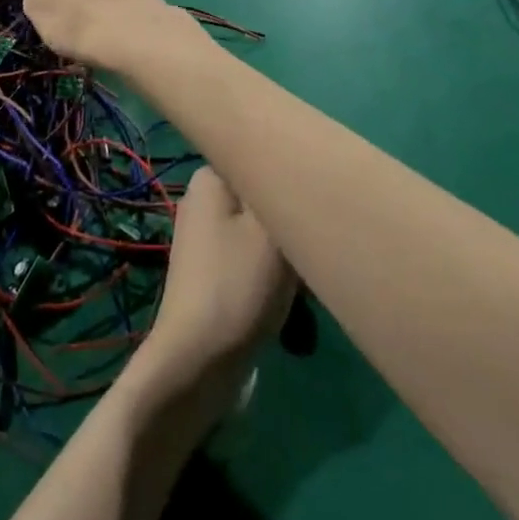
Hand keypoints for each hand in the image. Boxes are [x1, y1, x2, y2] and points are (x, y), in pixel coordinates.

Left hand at [139, 168, 296, 403]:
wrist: (199, 362)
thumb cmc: (238, 285)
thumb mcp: (271, 229)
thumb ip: (286, 190)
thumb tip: (297, 163)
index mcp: (210, 177)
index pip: (260, 156)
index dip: (293, 176)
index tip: (319, 199)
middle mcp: (203, 200)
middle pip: (264, 197)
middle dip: (292, 221)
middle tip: (313, 246)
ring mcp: (206, 238)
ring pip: (263, 230)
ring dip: (288, 252)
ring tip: (306, 277)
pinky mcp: (213, 272)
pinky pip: (253, 258)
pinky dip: (274, 273)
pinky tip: (293, 296)